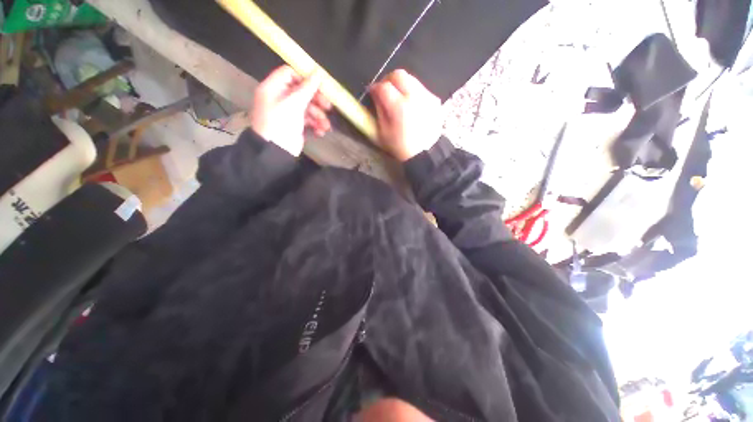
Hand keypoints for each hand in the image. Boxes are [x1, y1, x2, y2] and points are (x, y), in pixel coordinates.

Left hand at [250, 65, 332, 155]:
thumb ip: (307, 88)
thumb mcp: (293, 103)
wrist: (276, 151)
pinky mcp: (296, 125)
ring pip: (308, 108)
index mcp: (274, 88)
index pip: (290, 73)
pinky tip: (321, 132)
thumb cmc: (281, 123)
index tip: (319, 86)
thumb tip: (318, 73)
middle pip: (302, 91)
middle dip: (316, 100)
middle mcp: (280, 98)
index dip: (305, 78)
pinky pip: (308, 120)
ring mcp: (288, 112)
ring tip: (325, 126)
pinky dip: (316, 125)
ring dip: (319, 116)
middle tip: (328, 107)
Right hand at [369, 69, 441, 161]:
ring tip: (398, 98)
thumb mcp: (383, 132)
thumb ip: (379, 110)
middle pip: (399, 74)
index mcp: (399, 107)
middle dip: (388, 80)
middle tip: (384, 90)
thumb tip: (376, 94)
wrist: (425, 153)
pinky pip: (421, 89)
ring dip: (401, 85)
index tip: (372, 92)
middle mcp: (415, 97)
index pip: (384, 87)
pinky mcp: (435, 100)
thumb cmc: (401, 147)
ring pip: (411, 79)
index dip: (375, 88)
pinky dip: (413, 93)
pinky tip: (411, 105)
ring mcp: (427, 97)